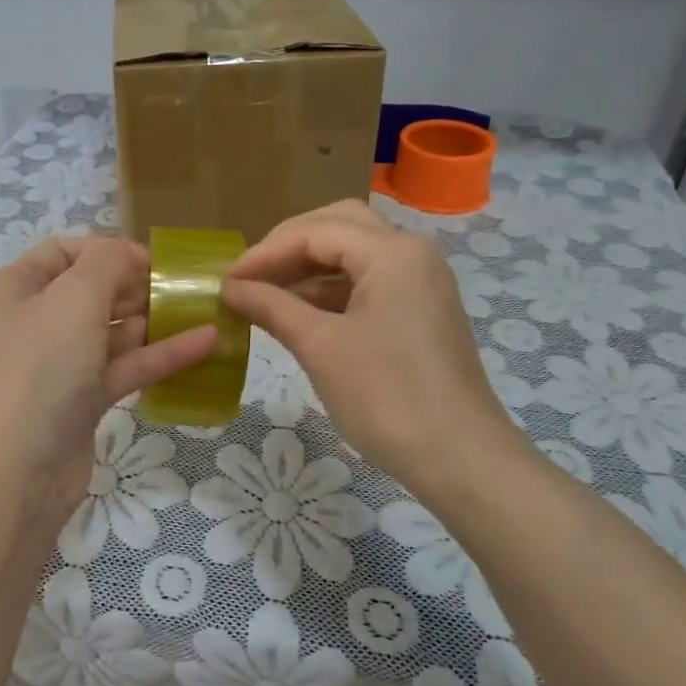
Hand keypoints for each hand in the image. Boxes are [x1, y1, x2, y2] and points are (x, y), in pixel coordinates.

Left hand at [0, 235, 216, 527]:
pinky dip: (158, 356)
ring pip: (111, 332)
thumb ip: (108, 262)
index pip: (63, 251)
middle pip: (90, 291)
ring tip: (204, 310)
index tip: (152, 261)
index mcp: (15, 289)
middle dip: (137, 286)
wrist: (19, 471)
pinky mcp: (80, 401)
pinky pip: (122, 368)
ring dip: (154, 321)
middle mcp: (32, 322)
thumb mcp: (75, 298)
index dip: (108, 250)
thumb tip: (128, 254)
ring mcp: (56, 365)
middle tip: (184, 287)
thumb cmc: (42, 368)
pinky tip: (205, 344)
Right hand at [222, 200, 529, 495]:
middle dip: (290, 246)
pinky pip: (369, 282)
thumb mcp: (319, 346)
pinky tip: (300, 314)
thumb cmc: (385, 396)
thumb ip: (272, 306)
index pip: (315, 232)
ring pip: (355, 254)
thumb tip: (230, 288)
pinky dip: (332, 290)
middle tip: (251, 274)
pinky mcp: (421, 310)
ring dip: (309, 268)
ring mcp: (421, 282)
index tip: (226, 280)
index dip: (264, 252)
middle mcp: (412, 253)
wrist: (459, 458)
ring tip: (266, 295)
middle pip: (339, 227)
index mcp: (392, 252)